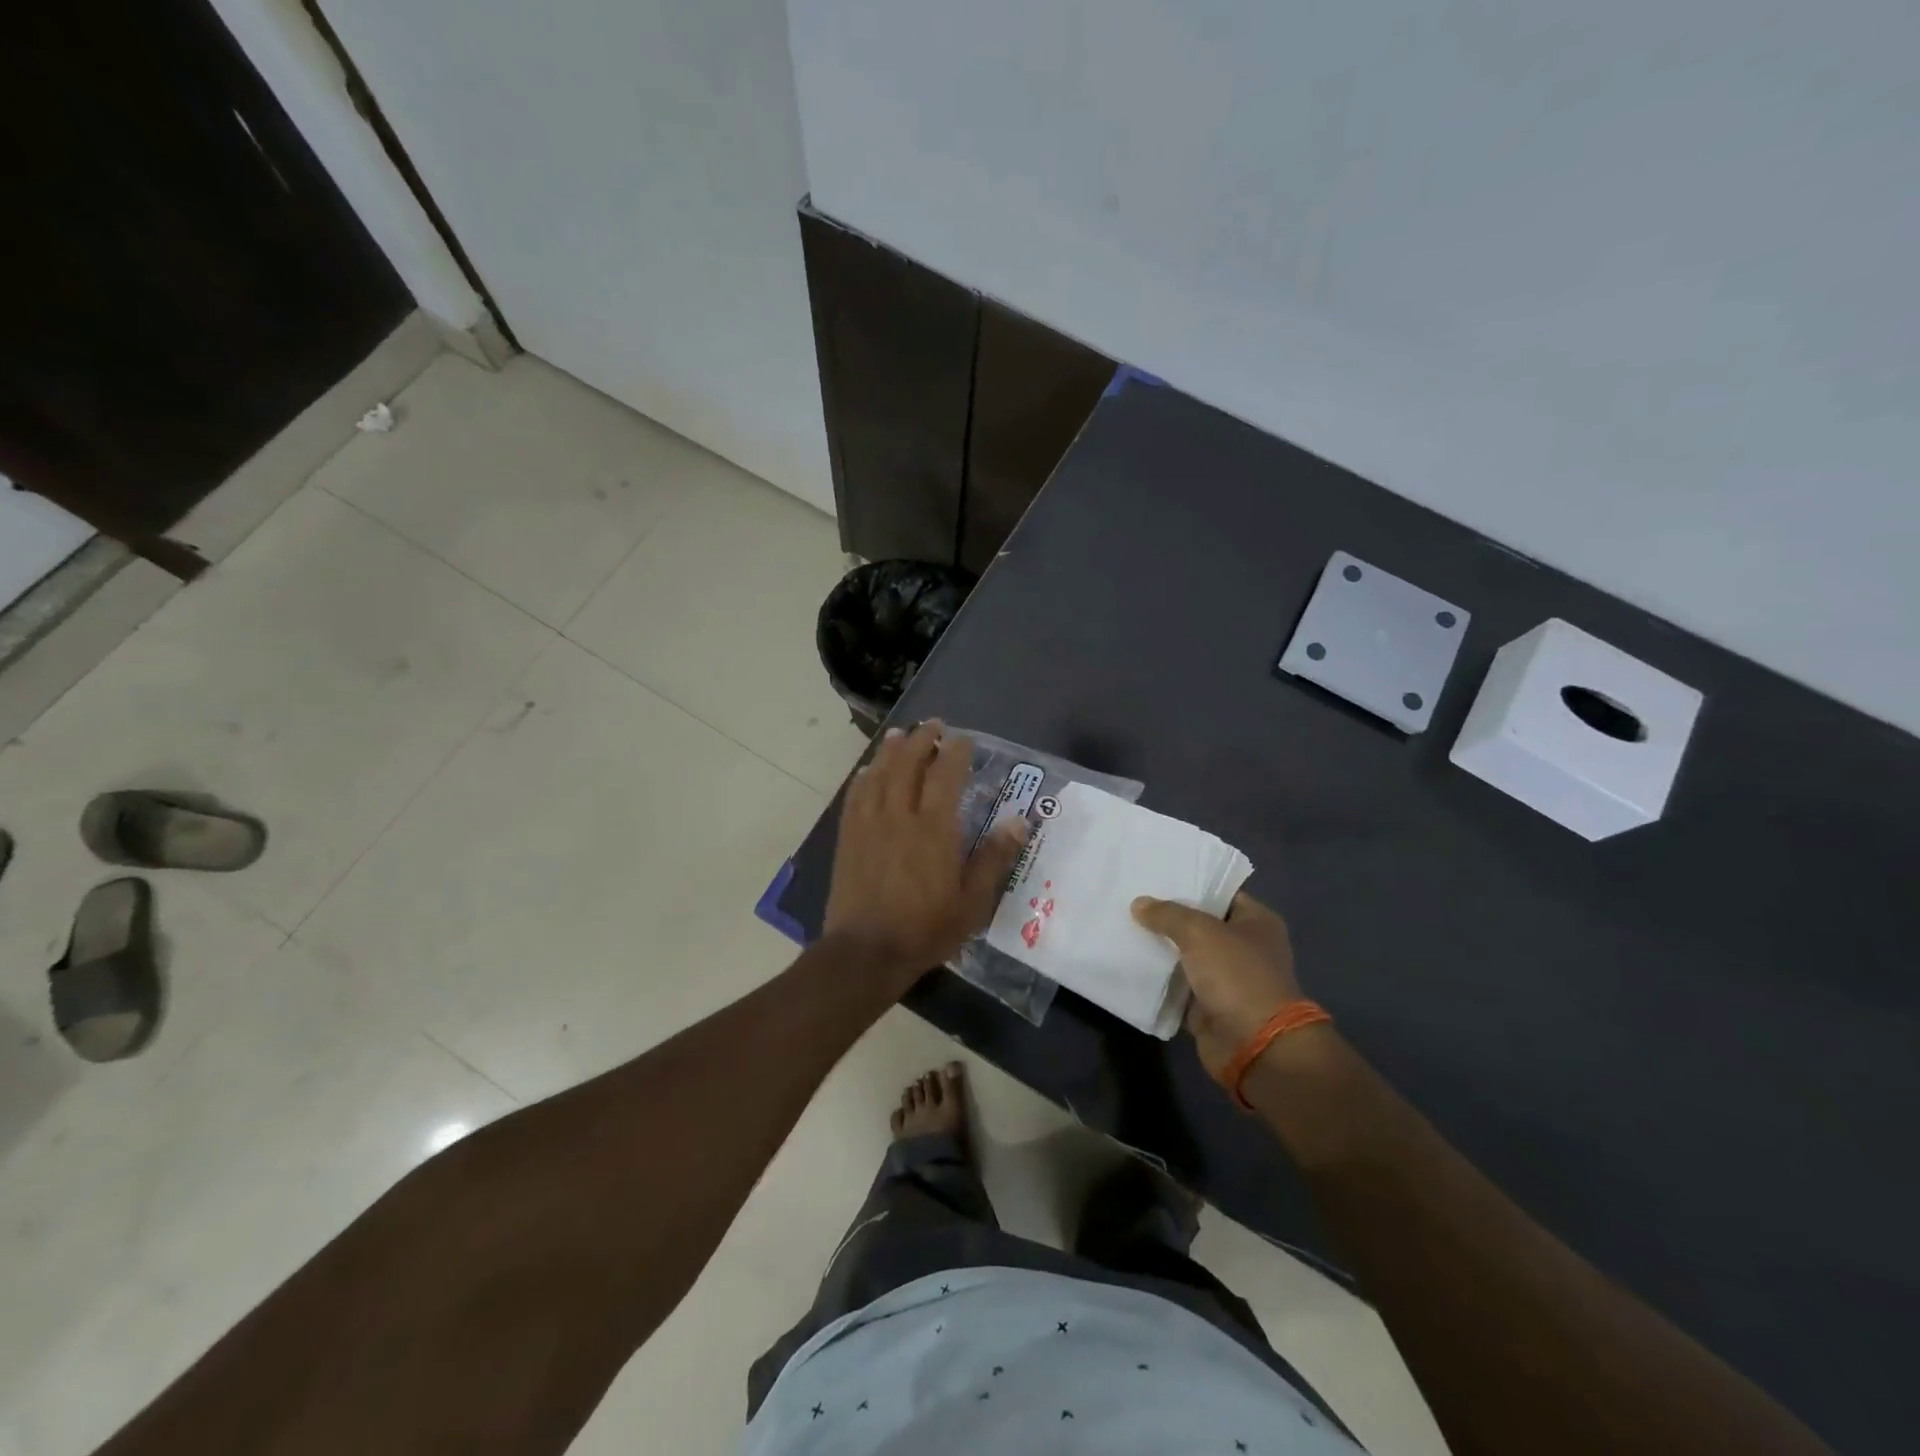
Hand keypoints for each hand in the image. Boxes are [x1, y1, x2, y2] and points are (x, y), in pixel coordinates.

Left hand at [825, 721, 1028, 981]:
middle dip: (921, 739)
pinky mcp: (848, 837)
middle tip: (932, 726)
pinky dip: (864, 777)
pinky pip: (855, 796)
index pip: (945, 774)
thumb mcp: (972, 901)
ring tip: (900, 735)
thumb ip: (994, 857)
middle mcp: (899, 815)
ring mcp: (869, 824)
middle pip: (908, 763)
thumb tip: (1020, 821)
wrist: (866, 952)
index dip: (955, 751)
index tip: (963, 738)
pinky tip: (868, 771)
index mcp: (934, 828)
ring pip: (879, 773)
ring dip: (890, 750)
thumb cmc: (925, 928)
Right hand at [1132, 892, 1303, 1077]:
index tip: (1155, 877)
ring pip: (1186, 955)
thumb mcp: (1200, 932)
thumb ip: (1168, 914)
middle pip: (1200, 924)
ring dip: (1160, 947)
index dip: (1190, 885)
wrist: (1254, 1045)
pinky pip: (1178, 985)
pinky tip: (1129, 960)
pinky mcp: (1208, 1005)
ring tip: (1123, 926)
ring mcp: (1227, 978)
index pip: (1220, 894)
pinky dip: (1159, 978)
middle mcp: (1245, 947)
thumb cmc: (1237, 976)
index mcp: (1257, 922)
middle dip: (1168, 916)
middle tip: (1131, 900)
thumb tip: (1139, 904)